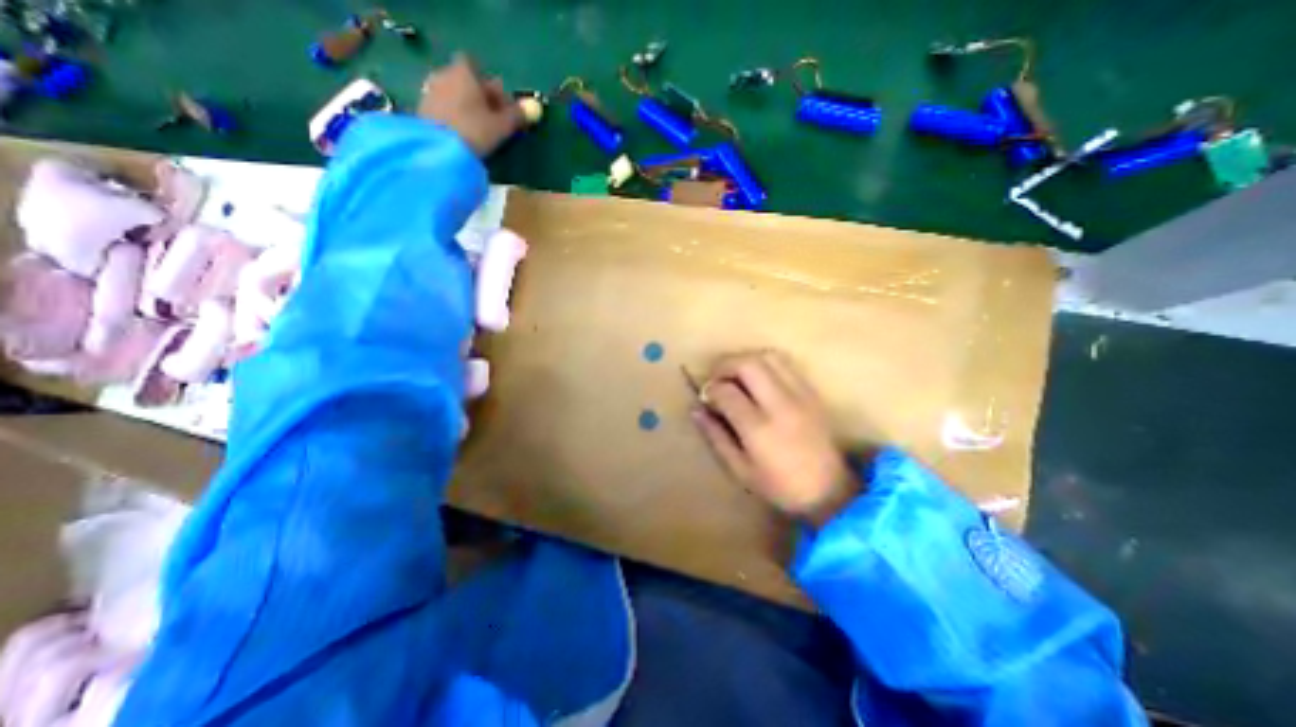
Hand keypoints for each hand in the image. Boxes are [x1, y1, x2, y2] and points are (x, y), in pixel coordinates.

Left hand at [426, 52, 526, 156]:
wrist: (438, 150)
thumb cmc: (474, 131)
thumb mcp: (502, 126)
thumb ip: (517, 116)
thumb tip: (534, 109)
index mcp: (464, 72)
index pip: (476, 67)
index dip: (489, 85)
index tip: (502, 106)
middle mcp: (444, 75)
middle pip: (466, 82)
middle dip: (480, 98)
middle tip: (496, 122)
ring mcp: (430, 92)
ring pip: (454, 96)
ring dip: (467, 109)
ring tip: (481, 132)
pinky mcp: (423, 111)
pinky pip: (444, 109)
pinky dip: (455, 118)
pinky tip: (464, 136)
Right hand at [689, 351, 856, 525]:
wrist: (831, 490)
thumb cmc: (780, 486)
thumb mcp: (740, 470)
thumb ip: (715, 437)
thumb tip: (696, 409)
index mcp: (759, 428)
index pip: (726, 391)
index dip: (710, 389)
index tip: (706, 398)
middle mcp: (780, 404)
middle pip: (747, 364)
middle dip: (724, 365)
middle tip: (716, 379)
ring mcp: (799, 395)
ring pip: (767, 357)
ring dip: (745, 360)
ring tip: (736, 376)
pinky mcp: (811, 392)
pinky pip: (785, 364)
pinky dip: (765, 364)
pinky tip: (759, 380)